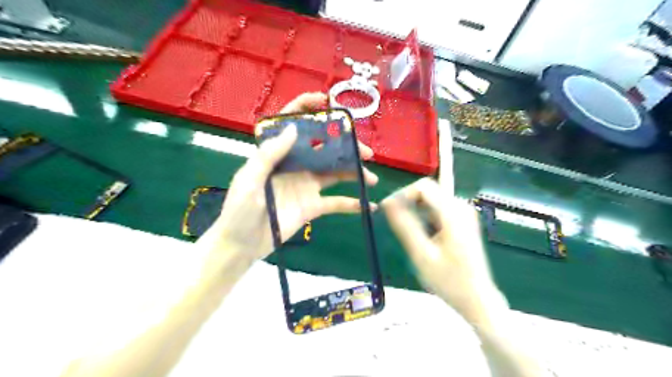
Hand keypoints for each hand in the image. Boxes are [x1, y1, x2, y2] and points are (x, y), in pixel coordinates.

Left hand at [205, 91, 376, 261]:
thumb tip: (293, 130)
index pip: (292, 125)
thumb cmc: (238, 211)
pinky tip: (368, 205)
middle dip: (345, 147)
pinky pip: (335, 203)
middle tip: (366, 152)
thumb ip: (269, 156)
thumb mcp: (249, 180)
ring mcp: (306, 186)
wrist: (241, 246)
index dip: (307, 109)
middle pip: (323, 149)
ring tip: (372, 178)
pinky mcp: (312, 206)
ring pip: (334, 174)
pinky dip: (352, 204)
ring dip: (354, 173)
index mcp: (277, 154)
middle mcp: (295, 166)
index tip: (327, 102)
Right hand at [380, 179, 505, 327]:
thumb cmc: (449, 280)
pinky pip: (437, 209)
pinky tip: (422, 236)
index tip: (388, 211)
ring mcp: (463, 213)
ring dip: (415, 211)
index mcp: (453, 213)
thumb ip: (404, 225)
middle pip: (427, 191)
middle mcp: (461, 207)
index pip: (423, 186)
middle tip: (395, 224)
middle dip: (407, 203)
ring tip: (409, 234)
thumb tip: (387, 202)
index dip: (402, 195)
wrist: (477, 298)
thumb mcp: (421, 254)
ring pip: (430, 200)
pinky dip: (424, 217)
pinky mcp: (462, 221)